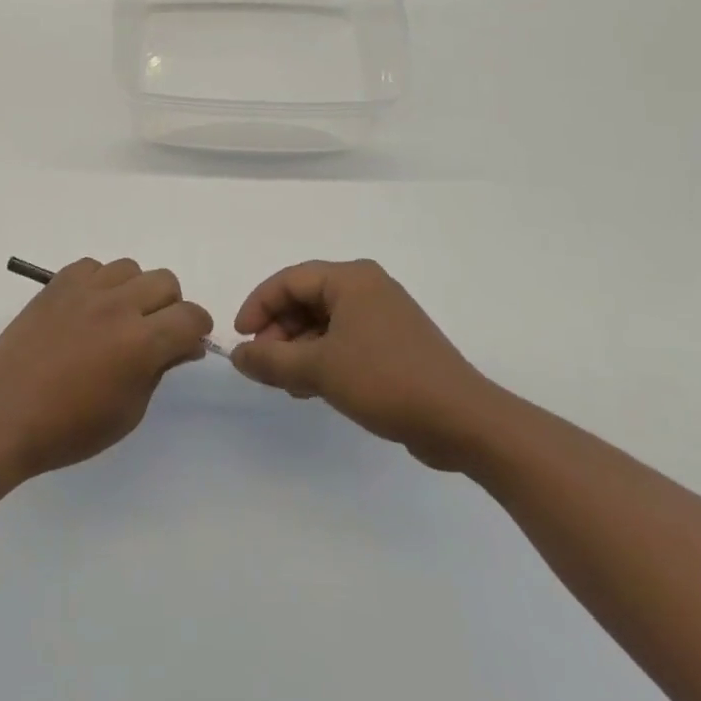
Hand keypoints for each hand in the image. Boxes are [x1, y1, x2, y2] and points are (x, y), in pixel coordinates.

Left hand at [0, 258, 212, 479]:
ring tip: (118, 318)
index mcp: (141, 342)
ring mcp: (85, 290)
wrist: (4, 415)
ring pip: (130, 268)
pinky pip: (93, 266)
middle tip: (155, 332)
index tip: (189, 343)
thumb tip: (183, 345)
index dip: (197, 329)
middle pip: (165, 282)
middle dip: (170, 306)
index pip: (191, 316)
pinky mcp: (57, 284)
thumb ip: (160, 370)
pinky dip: (100, 282)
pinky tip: (89, 308)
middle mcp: (118, 306)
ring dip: (135, 290)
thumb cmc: (69, 428)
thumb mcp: (129, 412)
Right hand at [232, 259, 505, 471]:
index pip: (289, 280)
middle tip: (264, 366)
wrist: (463, 421)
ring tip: (287, 385)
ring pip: (324, 323)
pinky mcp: (395, 344)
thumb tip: (237, 356)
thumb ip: (271, 360)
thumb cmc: (386, 380)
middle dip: (279, 332)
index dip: (258, 306)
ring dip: (299, 349)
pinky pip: (345, 340)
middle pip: (306, 299)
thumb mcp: (318, 369)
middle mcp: (368, 288)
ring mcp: (384, 316)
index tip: (240, 339)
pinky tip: (314, 389)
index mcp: (351, 279)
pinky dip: (323, 358)